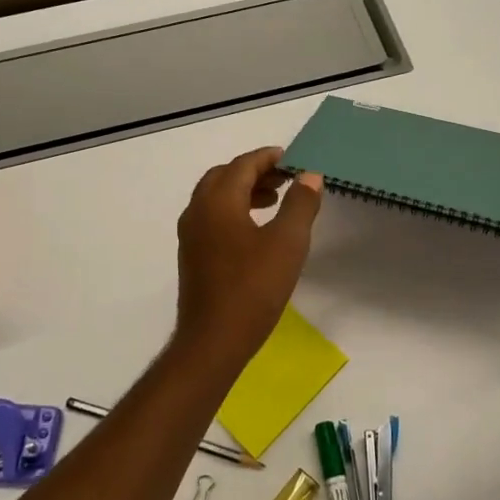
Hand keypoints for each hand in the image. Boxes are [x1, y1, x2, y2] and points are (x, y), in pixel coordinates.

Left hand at [174, 147, 322, 359]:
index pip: (243, 165)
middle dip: (255, 172)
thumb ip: (300, 204)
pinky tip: (256, 230)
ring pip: (216, 197)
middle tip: (285, 178)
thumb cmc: (253, 288)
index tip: (293, 160)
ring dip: (244, 191)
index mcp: (217, 201)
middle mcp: (197, 211)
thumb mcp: (288, 243)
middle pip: (224, 176)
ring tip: (274, 200)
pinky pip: (212, 217)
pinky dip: (234, 210)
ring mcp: (190, 235)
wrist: (214, 341)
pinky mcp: (192, 256)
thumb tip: (309, 176)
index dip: (268, 158)